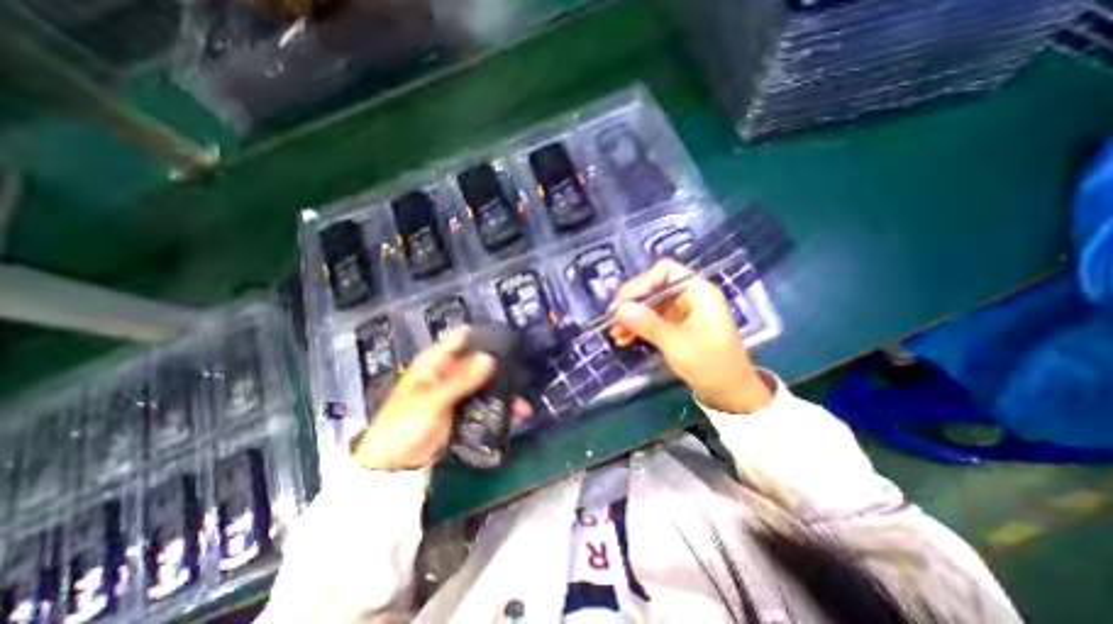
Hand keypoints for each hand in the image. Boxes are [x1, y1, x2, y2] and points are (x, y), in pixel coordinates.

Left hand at [353, 329, 531, 468]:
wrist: (394, 465)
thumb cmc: (404, 425)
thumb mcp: (432, 400)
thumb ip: (461, 380)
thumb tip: (490, 358)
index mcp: (435, 362)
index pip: (461, 339)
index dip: (483, 336)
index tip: (508, 339)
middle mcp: (449, 372)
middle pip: (479, 362)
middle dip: (501, 369)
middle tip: (523, 375)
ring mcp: (458, 392)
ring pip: (485, 385)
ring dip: (503, 393)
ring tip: (522, 405)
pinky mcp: (464, 409)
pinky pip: (485, 404)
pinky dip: (498, 408)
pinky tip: (514, 416)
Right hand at [607, 258, 775, 414]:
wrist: (730, 393)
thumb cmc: (710, 365)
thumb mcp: (676, 344)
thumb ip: (647, 324)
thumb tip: (619, 309)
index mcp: (698, 291)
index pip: (665, 271)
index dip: (642, 283)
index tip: (623, 303)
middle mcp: (689, 296)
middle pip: (654, 287)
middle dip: (632, 303)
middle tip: (613, 319)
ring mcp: (682, 311)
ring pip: (650, 304)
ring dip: (631, 317)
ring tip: (615, 333)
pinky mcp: (676, 325)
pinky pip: (652, 319)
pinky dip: (638, 327)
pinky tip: (624, 339)